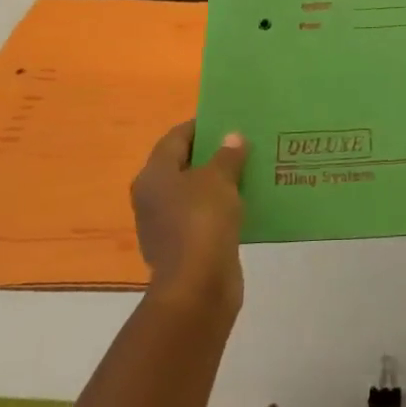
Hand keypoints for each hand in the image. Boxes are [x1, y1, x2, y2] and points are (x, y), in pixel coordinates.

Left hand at [131, 121, 247, 309]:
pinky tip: (248, 202)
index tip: (229, 119)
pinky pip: (205, 216)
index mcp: (154, 175)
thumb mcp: (219, 179)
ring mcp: (167, 224)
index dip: (201, 126)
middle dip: (213, 154)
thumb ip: (227, 155)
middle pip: (184, 165)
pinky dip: (223, 207)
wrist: (198, 286)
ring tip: (251, 169)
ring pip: (196, 192)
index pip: (176, 138)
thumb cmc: (202, 221)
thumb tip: (233, 137)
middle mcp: (154, 197)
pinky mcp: (185, 246)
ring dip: (220, 182)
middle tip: (244, 142)